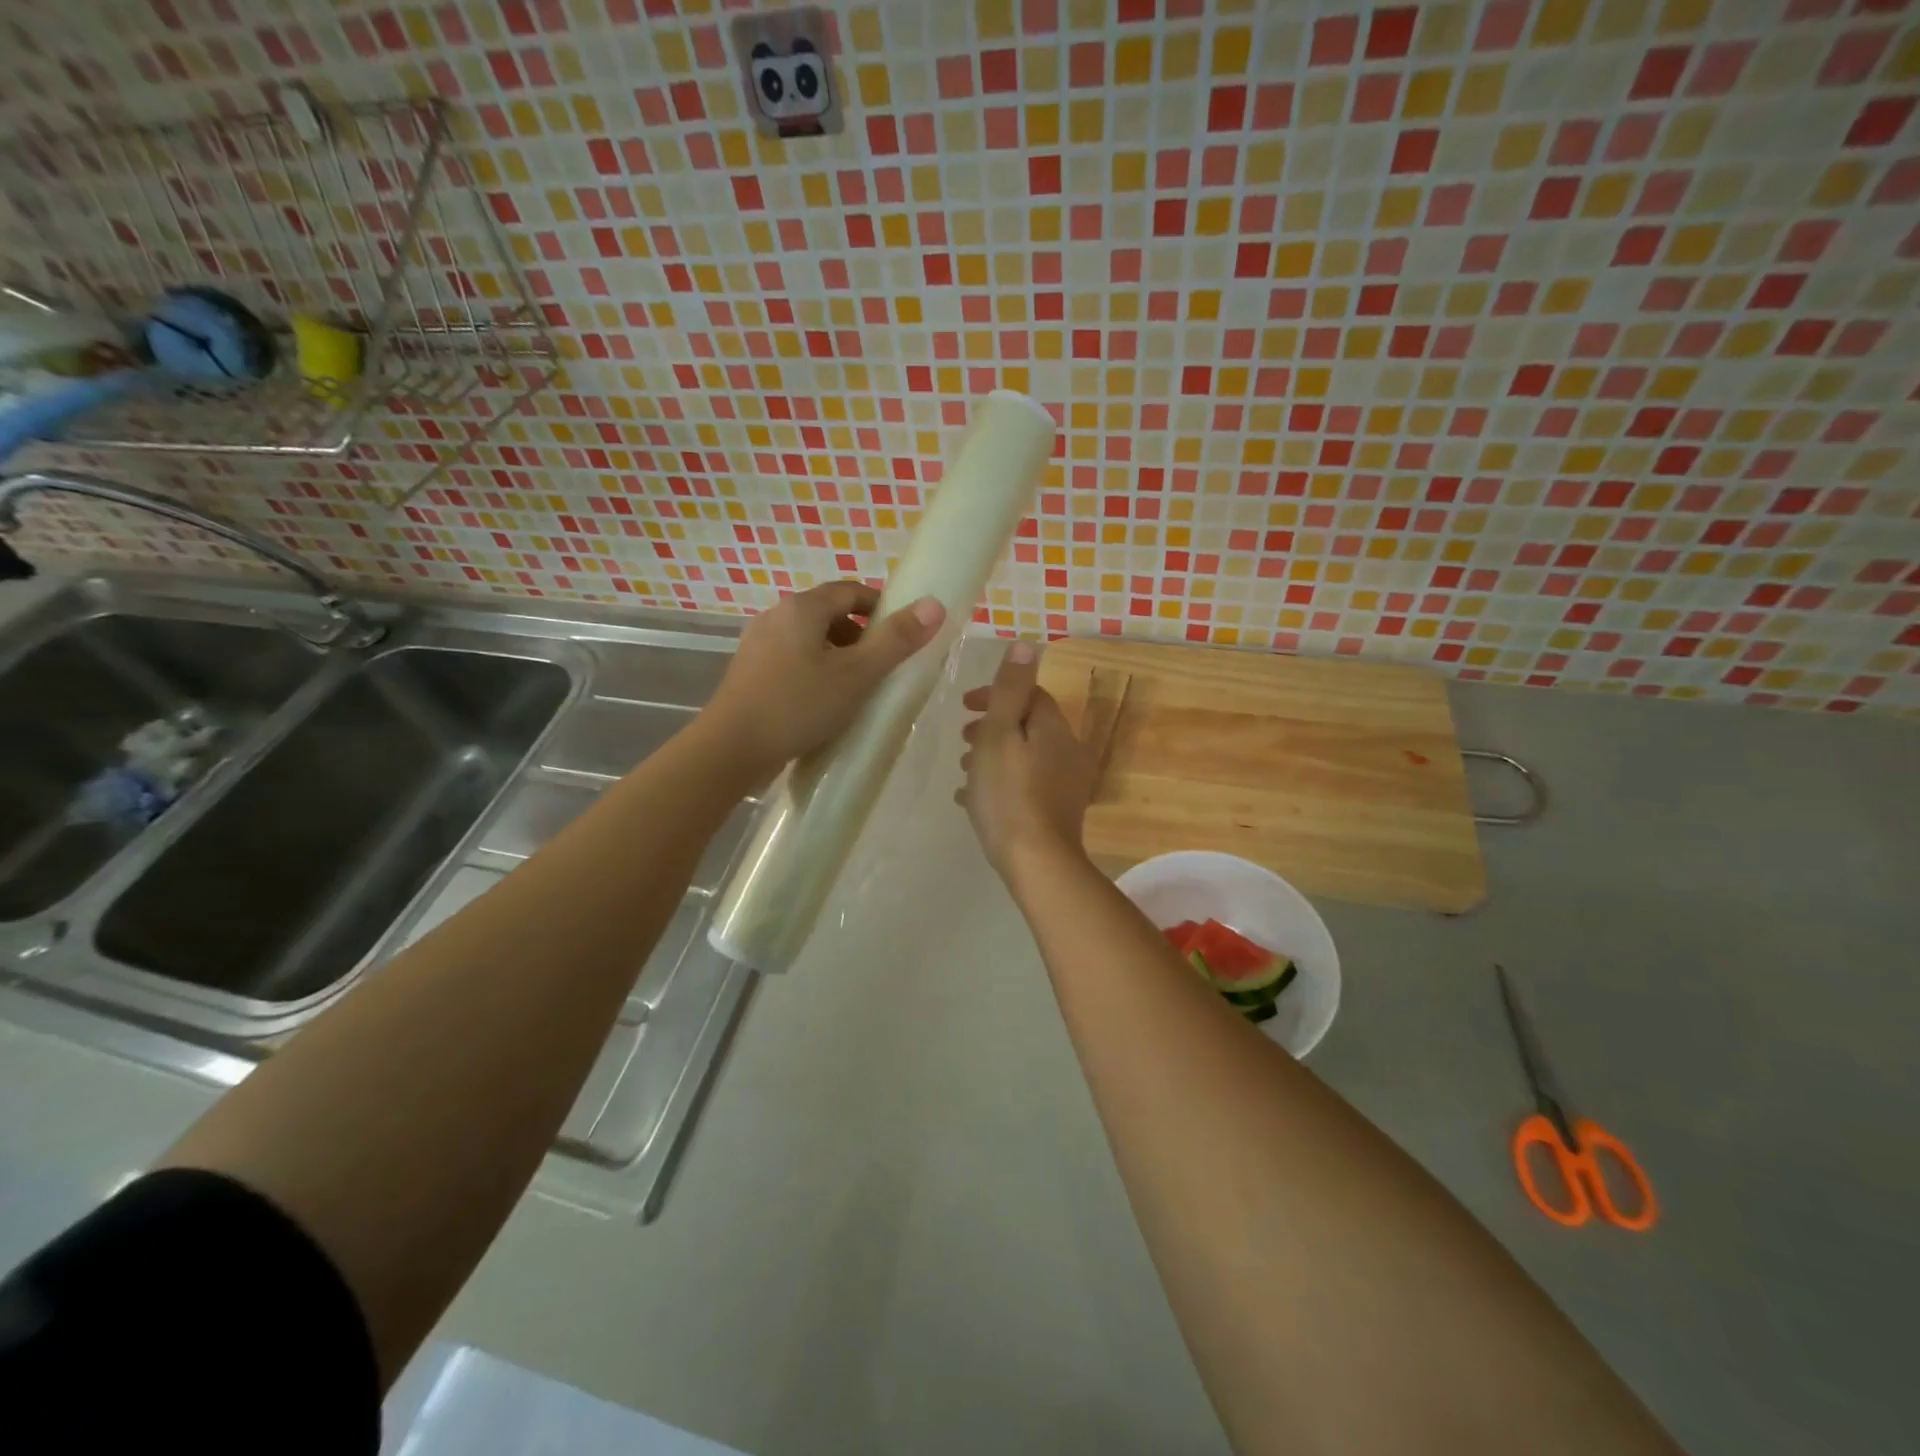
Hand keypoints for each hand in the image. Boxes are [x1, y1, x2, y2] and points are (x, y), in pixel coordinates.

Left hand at [702, 580, 945, 774]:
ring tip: (855, 689)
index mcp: (802, 607)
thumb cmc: (798, 706)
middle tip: (881, 668)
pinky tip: (821, 703)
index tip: (901, 636)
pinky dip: (814, 671)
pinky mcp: (749, 671)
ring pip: (810, 639)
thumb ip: (896, 640)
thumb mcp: (857, 675)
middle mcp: (777, 616)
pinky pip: (792, 659)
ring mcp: (758, 643)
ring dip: (838, 656)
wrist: (731, 748)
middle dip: (861, 636)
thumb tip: (934, 605)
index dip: (881, 608)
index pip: (852, 591)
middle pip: (830, 614)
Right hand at [957, 641, 1095, 881]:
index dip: (997, 694)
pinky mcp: (1057, 813)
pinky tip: (975, 800)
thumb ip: (1010, 689)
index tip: (965, 707)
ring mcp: (1065, 785)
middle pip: (1027, 726)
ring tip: (965, 772)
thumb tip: (1026, 643)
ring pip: (1024, 757)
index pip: (1030, 695)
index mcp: (1054, 729)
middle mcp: (1067, 751)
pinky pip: (1025, 786)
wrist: (1037, 862)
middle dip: (993, 727)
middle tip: (963, 739)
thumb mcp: (1000, 734)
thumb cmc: (1009, 793)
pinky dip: (1002, 783)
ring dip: (994, 756)